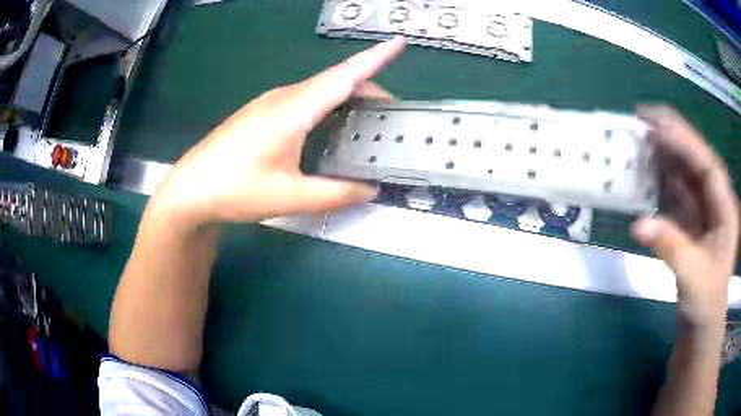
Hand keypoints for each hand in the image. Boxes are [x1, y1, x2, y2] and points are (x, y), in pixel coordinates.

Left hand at [151, 38, 405, 225]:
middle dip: (368, 87)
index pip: (343, 77)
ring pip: (318, 90)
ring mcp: (269, 102)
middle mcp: (283, 97)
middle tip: (390, 114)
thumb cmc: (235, 190)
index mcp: (293, 110)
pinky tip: (328, 128)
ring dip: (346, 97)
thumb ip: (334, 194)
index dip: (375, 58)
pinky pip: (303, 100)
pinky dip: (326, 106)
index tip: (399, 43)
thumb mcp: (289, 198)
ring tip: (365, 122)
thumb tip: (370, 189)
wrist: (190, 190)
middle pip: (334, 81)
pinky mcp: (261, 112)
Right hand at [631, 106, 738, 327]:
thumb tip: (638, 225)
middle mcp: (715, 201)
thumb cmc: (706, 303)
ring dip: (662, 158)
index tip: (655, 124)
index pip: (706, 163)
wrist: (702, 326)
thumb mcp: (693, 278)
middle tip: (640, 123)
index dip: (682, 140)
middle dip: (670, 140)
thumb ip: (671, 247)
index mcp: (724, 208)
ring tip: (638, 144)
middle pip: (694, 160)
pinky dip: (660, 182)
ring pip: (683, 174)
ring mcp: (703, 211)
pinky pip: (676, 193)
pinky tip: (645, 175)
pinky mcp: (691, 222)